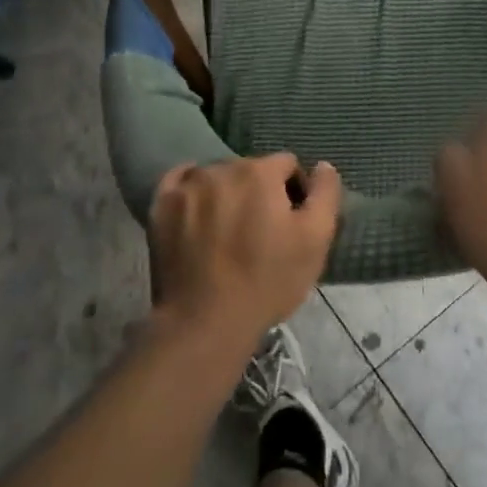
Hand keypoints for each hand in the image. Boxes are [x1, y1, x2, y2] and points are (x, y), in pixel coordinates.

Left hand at [148, 154, 341, 345]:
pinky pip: (180, 181)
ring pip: (216, 176)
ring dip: (226, 193)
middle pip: (250, 170)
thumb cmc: (267, 281)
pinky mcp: (160, 205)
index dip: (294, 191)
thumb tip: (323, 165)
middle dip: (259, 192)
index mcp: (260, 172)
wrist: (204, 322)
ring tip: (227, 230)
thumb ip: (325, 194)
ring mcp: (187, 186)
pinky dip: (191, 190)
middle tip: (260, 231)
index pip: (286, 165)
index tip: (290, 223)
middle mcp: (221, 168)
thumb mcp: (316, 240)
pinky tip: (197, 212)